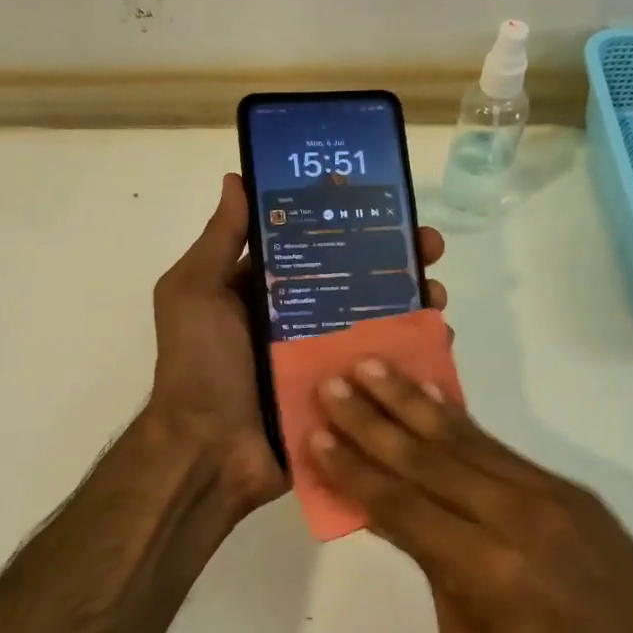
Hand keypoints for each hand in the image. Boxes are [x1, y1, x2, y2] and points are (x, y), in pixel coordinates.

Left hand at [148, 174, 447, 518]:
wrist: (209, 453)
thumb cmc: (200, 365)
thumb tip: (237, 180)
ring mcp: (322, 359)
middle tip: (430, 249)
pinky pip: (381, 368)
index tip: (387, 207)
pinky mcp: (342, 394)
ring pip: (376, 321)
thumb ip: (219, 240)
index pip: (315, 247)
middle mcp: (296, 320)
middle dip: (396, 260)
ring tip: (438, 295)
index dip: (350, 225)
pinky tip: (438, 338)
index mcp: (263, 292)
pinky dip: (411, 352)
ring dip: (412, 303)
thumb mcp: (195, 292)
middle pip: (355, 280)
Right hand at [309, 362, 632, 632]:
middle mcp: (509, 516)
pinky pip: (497, 447)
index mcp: (482, 568)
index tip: (316, 434)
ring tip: (372, 367)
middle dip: (371, 420)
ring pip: (460, 439)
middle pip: (424, 459)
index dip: (353, 470)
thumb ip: (435, 573)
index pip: (399, 506)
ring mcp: (541, 494)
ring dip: (410, 402)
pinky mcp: (563, 487)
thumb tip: (402, 518)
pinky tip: (430, 397)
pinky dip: (457, 420)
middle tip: (332, 384)